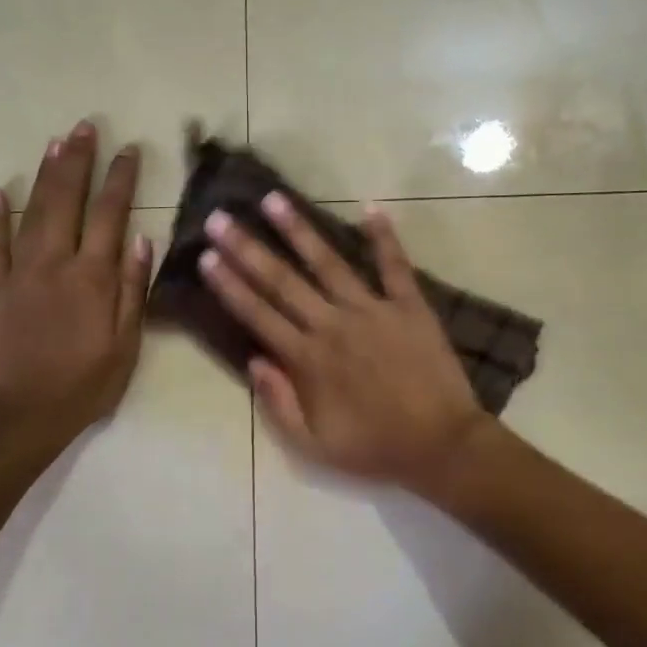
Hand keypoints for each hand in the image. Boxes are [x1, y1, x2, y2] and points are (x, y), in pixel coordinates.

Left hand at [0, 121, 151, 445]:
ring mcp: (18, 273)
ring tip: (55, 143)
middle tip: (85, 127)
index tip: (129, 149)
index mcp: (94, 277)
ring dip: (45, 175)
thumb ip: (135, 289)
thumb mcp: (127, 343)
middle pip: (68, 200)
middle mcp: (55, 263)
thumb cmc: (88, 382)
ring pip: (32, 212)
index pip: (111, 214)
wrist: (28, 414)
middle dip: (78, 161)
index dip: (121, 178)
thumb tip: (142, 239)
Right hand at [198, 192, 491, 491]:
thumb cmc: (374, 447)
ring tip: (274, 198)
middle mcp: (333, 325)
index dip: (229, 285)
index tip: (205, 257)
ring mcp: (373, 311)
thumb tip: (252, 361)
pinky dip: (384, 237)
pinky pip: (394, 266)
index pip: (258, 314)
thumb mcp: (314, 445)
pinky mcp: (410, 306)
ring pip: (328, 263)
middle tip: (221, 217)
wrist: (441, 444)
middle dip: (247, 248)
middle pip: (282, 281)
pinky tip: (370, 207)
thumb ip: (278, 403)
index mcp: (308, 360)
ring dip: (299, 230)